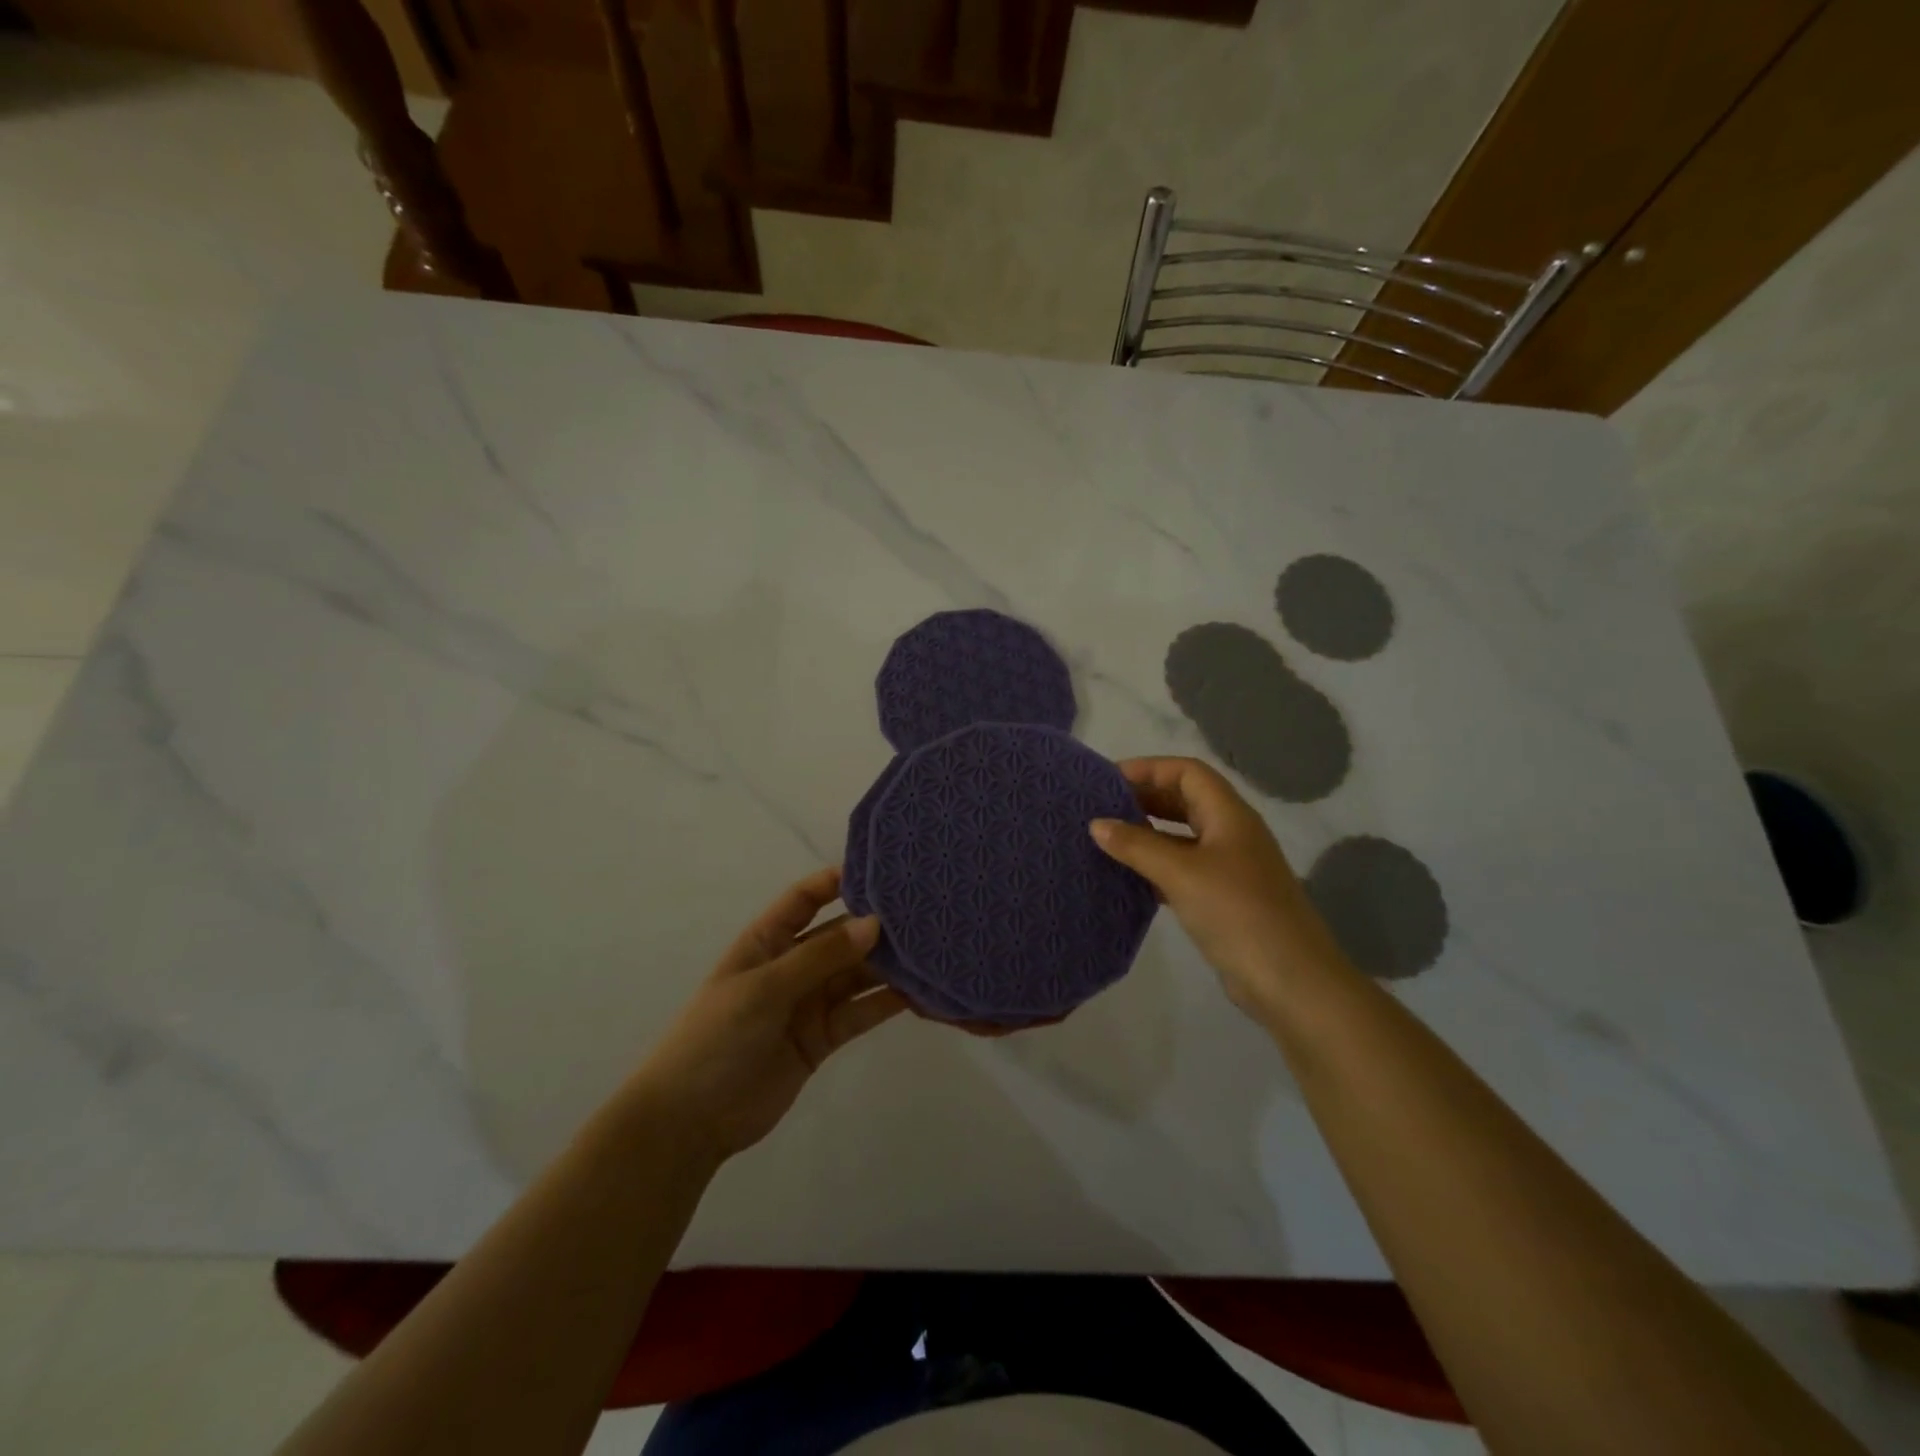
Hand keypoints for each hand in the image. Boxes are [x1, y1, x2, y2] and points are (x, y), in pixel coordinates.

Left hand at [627, 868, 906, 1164]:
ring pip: (856, 974)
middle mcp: (792, 964)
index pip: (805, 898)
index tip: (883, 872)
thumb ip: (820, 956)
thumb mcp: (764, 988)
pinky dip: (886, 1002)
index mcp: (766, 940)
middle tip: (924, 914)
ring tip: (931, 950)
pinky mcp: (823, 1038)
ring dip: (887, 965)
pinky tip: (920, 992)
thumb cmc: (716, 1037)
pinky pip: (859, 1012)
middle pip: (839, 936)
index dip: (837, 882)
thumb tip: (874, 923)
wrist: (690, 1121)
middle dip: (875, 926)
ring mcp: (809, 1002)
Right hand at [1090, 756, 1351, 1021]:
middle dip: (1144, 798)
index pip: (1186, 772)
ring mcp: (1229, 868)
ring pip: (1181, 837)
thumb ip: (1137, 845)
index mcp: (1229, 815)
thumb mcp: (1182, 873)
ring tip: (1105, 839)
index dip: (1148, 768)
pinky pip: (1182, 869)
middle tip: (1100, 808)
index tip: (1107, 782)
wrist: (1292, 982)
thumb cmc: (1238, 913)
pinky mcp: (1223, 899)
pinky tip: (1127, 877)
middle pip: (1184, 800)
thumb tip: (1096, 824)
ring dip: (1147, 834)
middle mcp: (1231, 833)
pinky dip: (1155, 866)